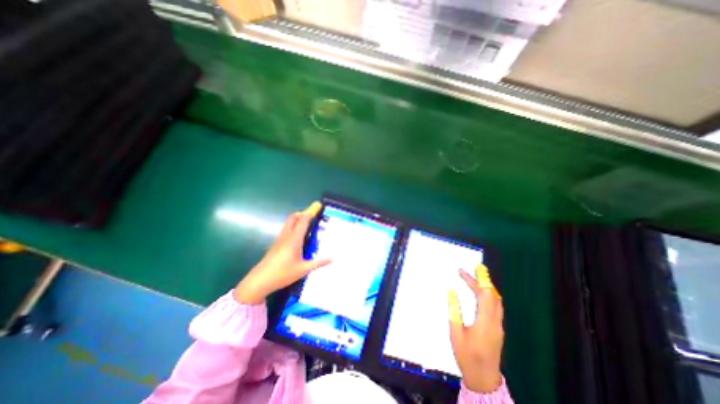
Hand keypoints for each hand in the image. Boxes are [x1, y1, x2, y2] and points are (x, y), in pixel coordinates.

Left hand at [233, 200, 331, 304]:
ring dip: (298, 218)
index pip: (304, 220)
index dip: (311, 211)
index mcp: (294, 239)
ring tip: (308, 223)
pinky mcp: (276, 244)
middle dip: (304, 213)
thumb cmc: (283, 274)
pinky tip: (299, 235)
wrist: (259, 281)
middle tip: (314, 215)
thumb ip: (318, 263)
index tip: (318, 205)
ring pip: (289, 222)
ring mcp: (280, 239)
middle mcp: (286, 236)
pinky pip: (287, 229)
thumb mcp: (303, 269)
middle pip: (294, 217)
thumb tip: (332, 258)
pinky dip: (294, 225)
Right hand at [448, 264, 502, 392]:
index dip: (476, 280)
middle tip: (468, 271)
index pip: (484, 295)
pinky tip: (479, 292)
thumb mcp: (456, 333)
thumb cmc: (466, 356)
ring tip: (473, 278)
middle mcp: (495, 322)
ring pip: (496, 300)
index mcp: (485, 323)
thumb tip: (451, 291)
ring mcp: (499, 325)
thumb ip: (454, 310)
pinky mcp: (498, 327)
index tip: (463, 271)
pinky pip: (495, 305)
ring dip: (485, 286)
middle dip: (481, 280)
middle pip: (492, 295)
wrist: (483, 378)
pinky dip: (488, 294)